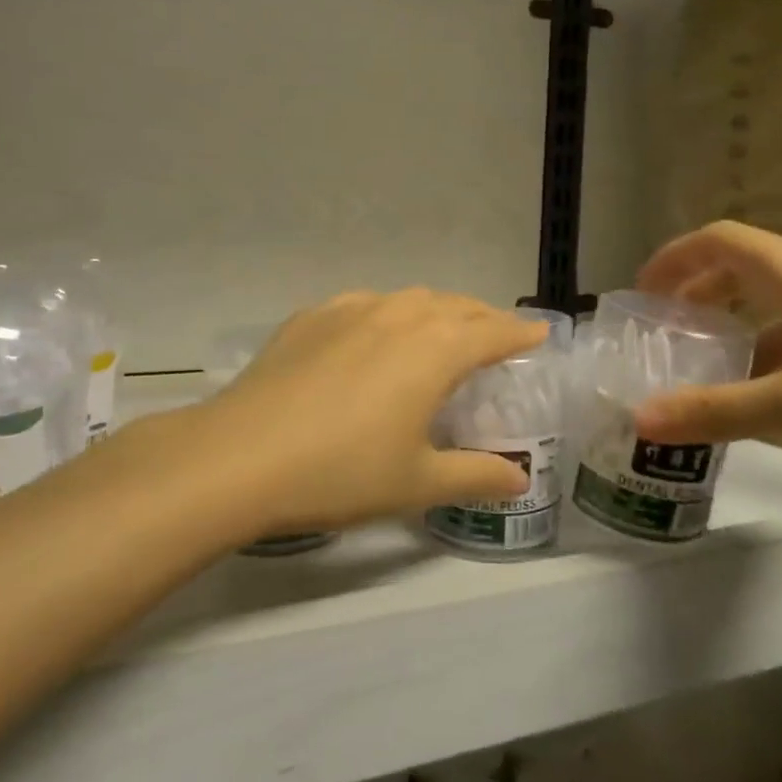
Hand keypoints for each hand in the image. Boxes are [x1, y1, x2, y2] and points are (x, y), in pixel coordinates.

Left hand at [171, 290, 544, 536]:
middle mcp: (398, 315)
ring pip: (409, 299)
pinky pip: (365, 304)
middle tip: (496, 336)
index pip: (493, 332)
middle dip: (482, 318)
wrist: (242, 456)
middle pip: (455, 306)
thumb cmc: (341, 472)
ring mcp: (351, 310)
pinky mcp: (311, 316)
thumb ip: (475, 476)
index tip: (540, 334)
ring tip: (441, 330)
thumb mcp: (417, 482)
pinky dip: (388, 313)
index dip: (520, 333)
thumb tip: (519, 481)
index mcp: (434, 350)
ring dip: (436, 311)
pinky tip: (374, 333)